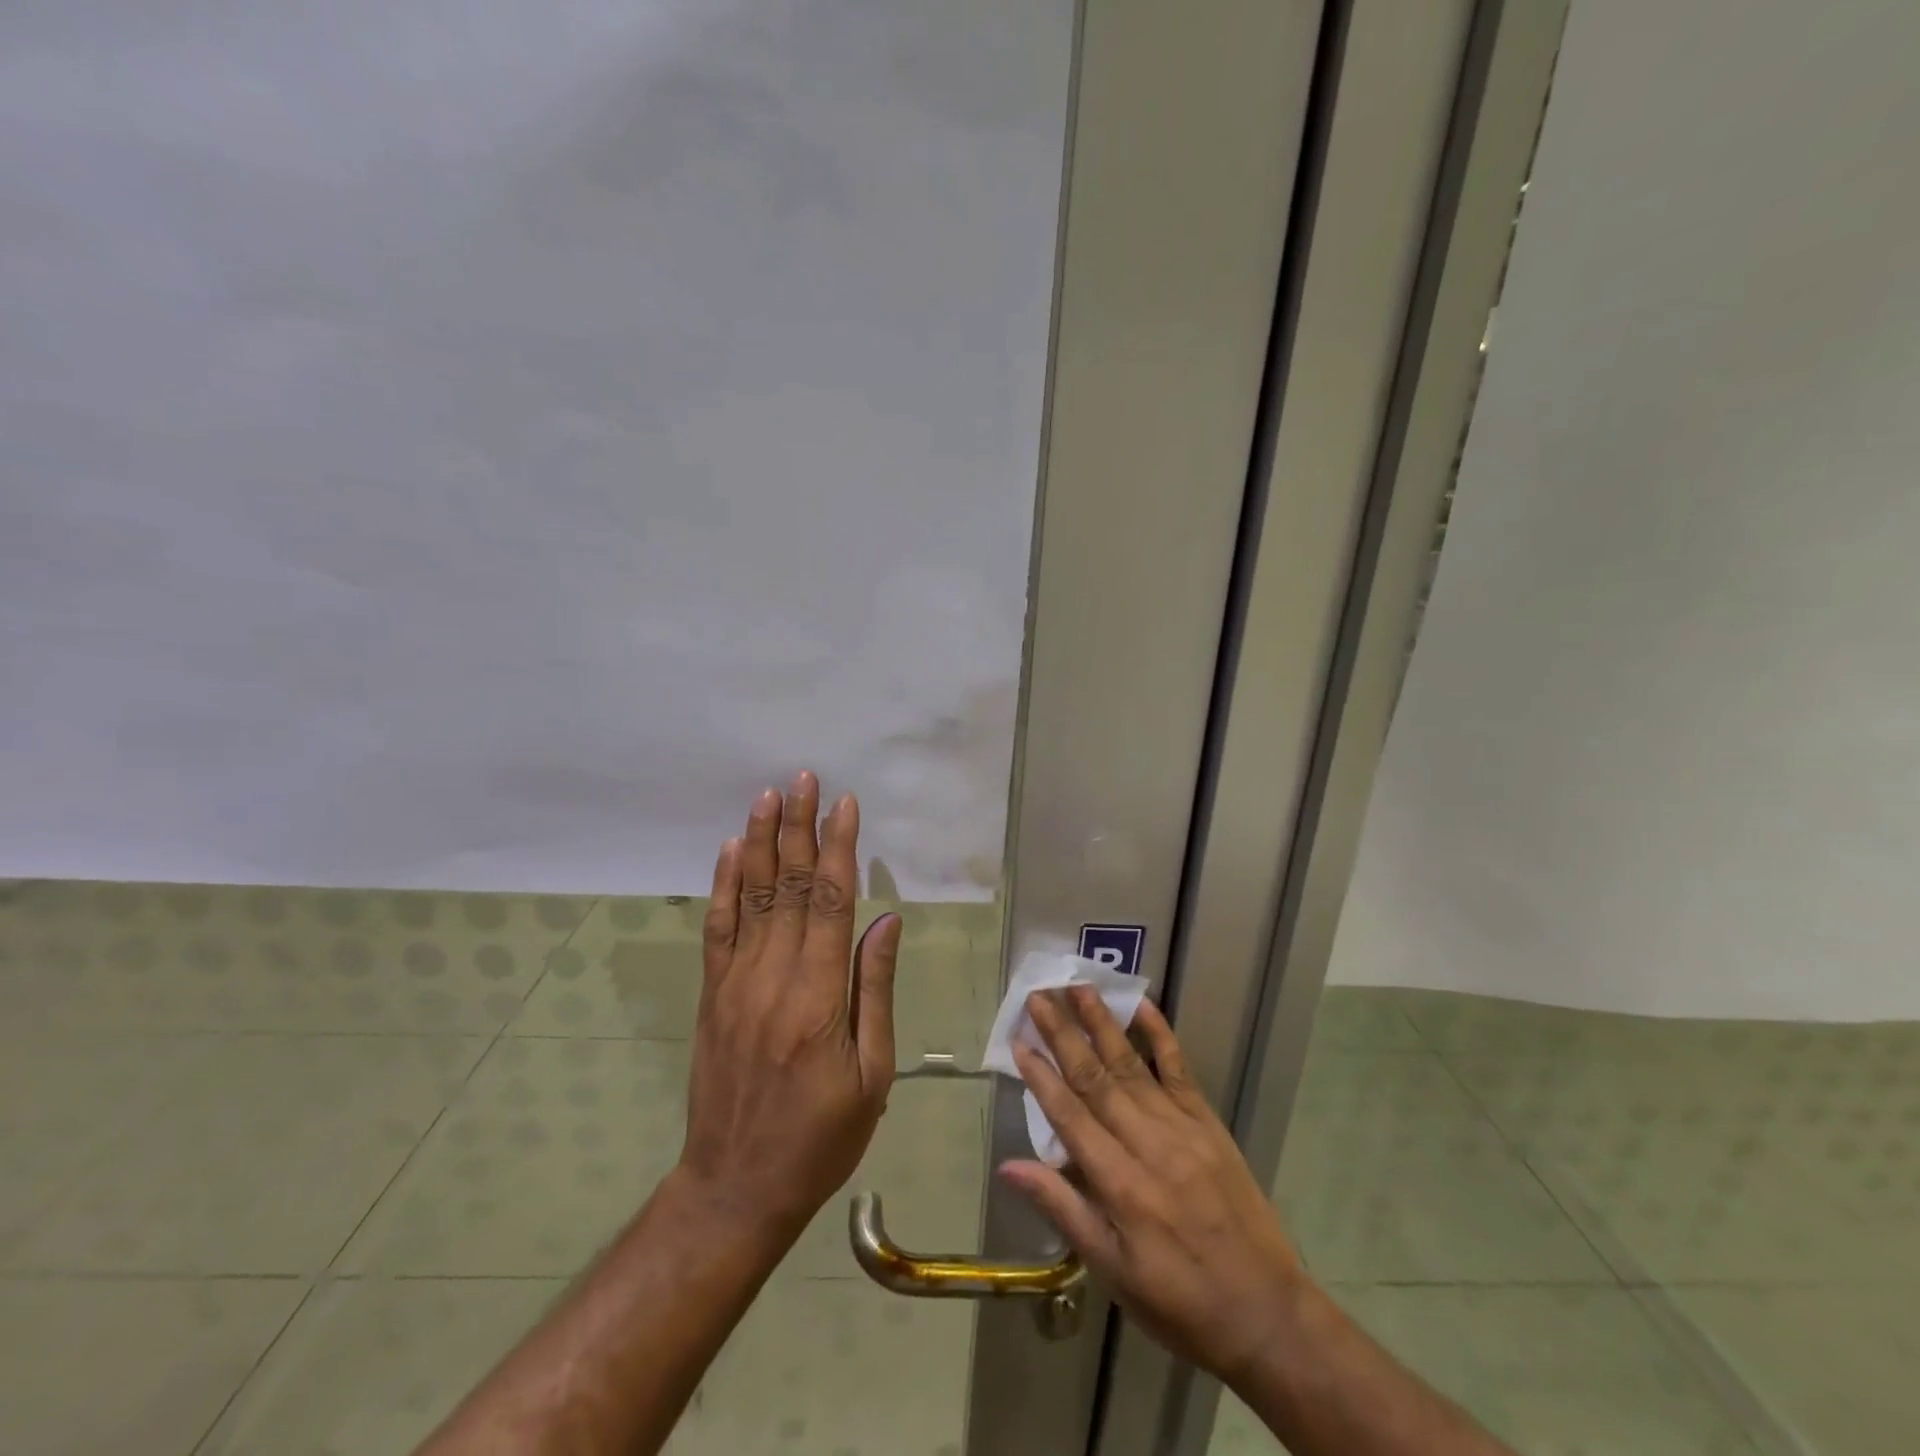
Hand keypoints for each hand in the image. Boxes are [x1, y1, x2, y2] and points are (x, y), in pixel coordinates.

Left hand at [677, 772, 901, 1241]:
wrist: (736, 1186)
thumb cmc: (822, 1137)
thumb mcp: (871, 1075)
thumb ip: (874, 990)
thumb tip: (886, 921)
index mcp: (819, 997)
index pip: (830, 902)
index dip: (837, 848)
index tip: (844, 804)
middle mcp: (773, 977)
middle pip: (788, 887)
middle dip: (798, 828)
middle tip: (803, 779)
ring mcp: (735, 983)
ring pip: (750, 897)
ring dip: (759, 842)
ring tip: (767, 797)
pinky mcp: (713, 994)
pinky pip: (718, 929)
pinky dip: (723, 885)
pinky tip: (728, 851)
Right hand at [999, 987, 1305, 1386]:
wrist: (1266, 1313)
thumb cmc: (1178, 1301)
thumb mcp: (1112, 1271)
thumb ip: (1062, 1209)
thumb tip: (1009, 1165)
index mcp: (1120, 1185)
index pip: (1070, 1116)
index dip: (1041, 1077)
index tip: (1018, 1041)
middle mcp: (1148, 1145)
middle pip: (1096, 1078)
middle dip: (1064, 1034)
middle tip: (1039, 996)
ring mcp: (1182, 1128)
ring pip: (1132, 1065)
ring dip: (1102, 1024)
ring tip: (1078, 987)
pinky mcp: (1208, 1124)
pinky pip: (1179, 1070)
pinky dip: (1160, 1035)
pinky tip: (1141, 1006)